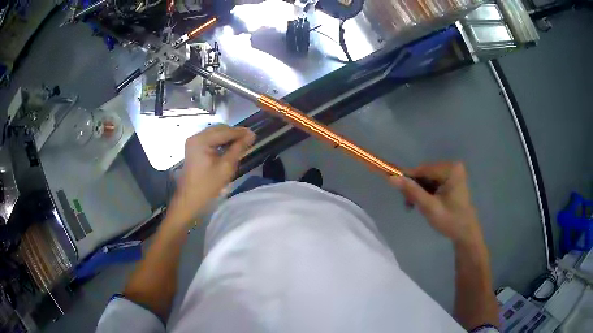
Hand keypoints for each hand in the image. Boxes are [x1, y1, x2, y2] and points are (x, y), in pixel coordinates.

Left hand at [166, 125, 255, 227]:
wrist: (190, 200)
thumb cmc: (208, 185)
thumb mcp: (226, 167)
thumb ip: (238, 148)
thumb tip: (251, 134)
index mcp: (201, 140)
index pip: (224, 132)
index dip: (240, 132)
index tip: (254, 134)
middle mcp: (196, 137)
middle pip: (219, 129)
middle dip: (234, 133)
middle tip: (249, 139)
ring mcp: (193, 142)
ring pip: (215, 133)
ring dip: (228, 137)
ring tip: (241, 144)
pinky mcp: (194, 147)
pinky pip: (210, 139)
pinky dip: (220, 142)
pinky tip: (229, 147)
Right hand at [390, 162, 482, 244]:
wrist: (466, 233)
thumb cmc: (450, 221)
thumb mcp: (429, 207)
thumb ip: (412, 191)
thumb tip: (391, 178)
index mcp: (450, 170)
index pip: (423, 170)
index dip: (407, 178)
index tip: (393, 186)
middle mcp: (452, 166)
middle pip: (424, 173)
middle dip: (414, 187)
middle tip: (408, 204)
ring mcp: (453, 172)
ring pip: (427, 178)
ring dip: (419, 191)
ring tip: (414, 205)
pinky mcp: (451, 179)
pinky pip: (433, 181)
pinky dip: (426, 191)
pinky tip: (423, 202)